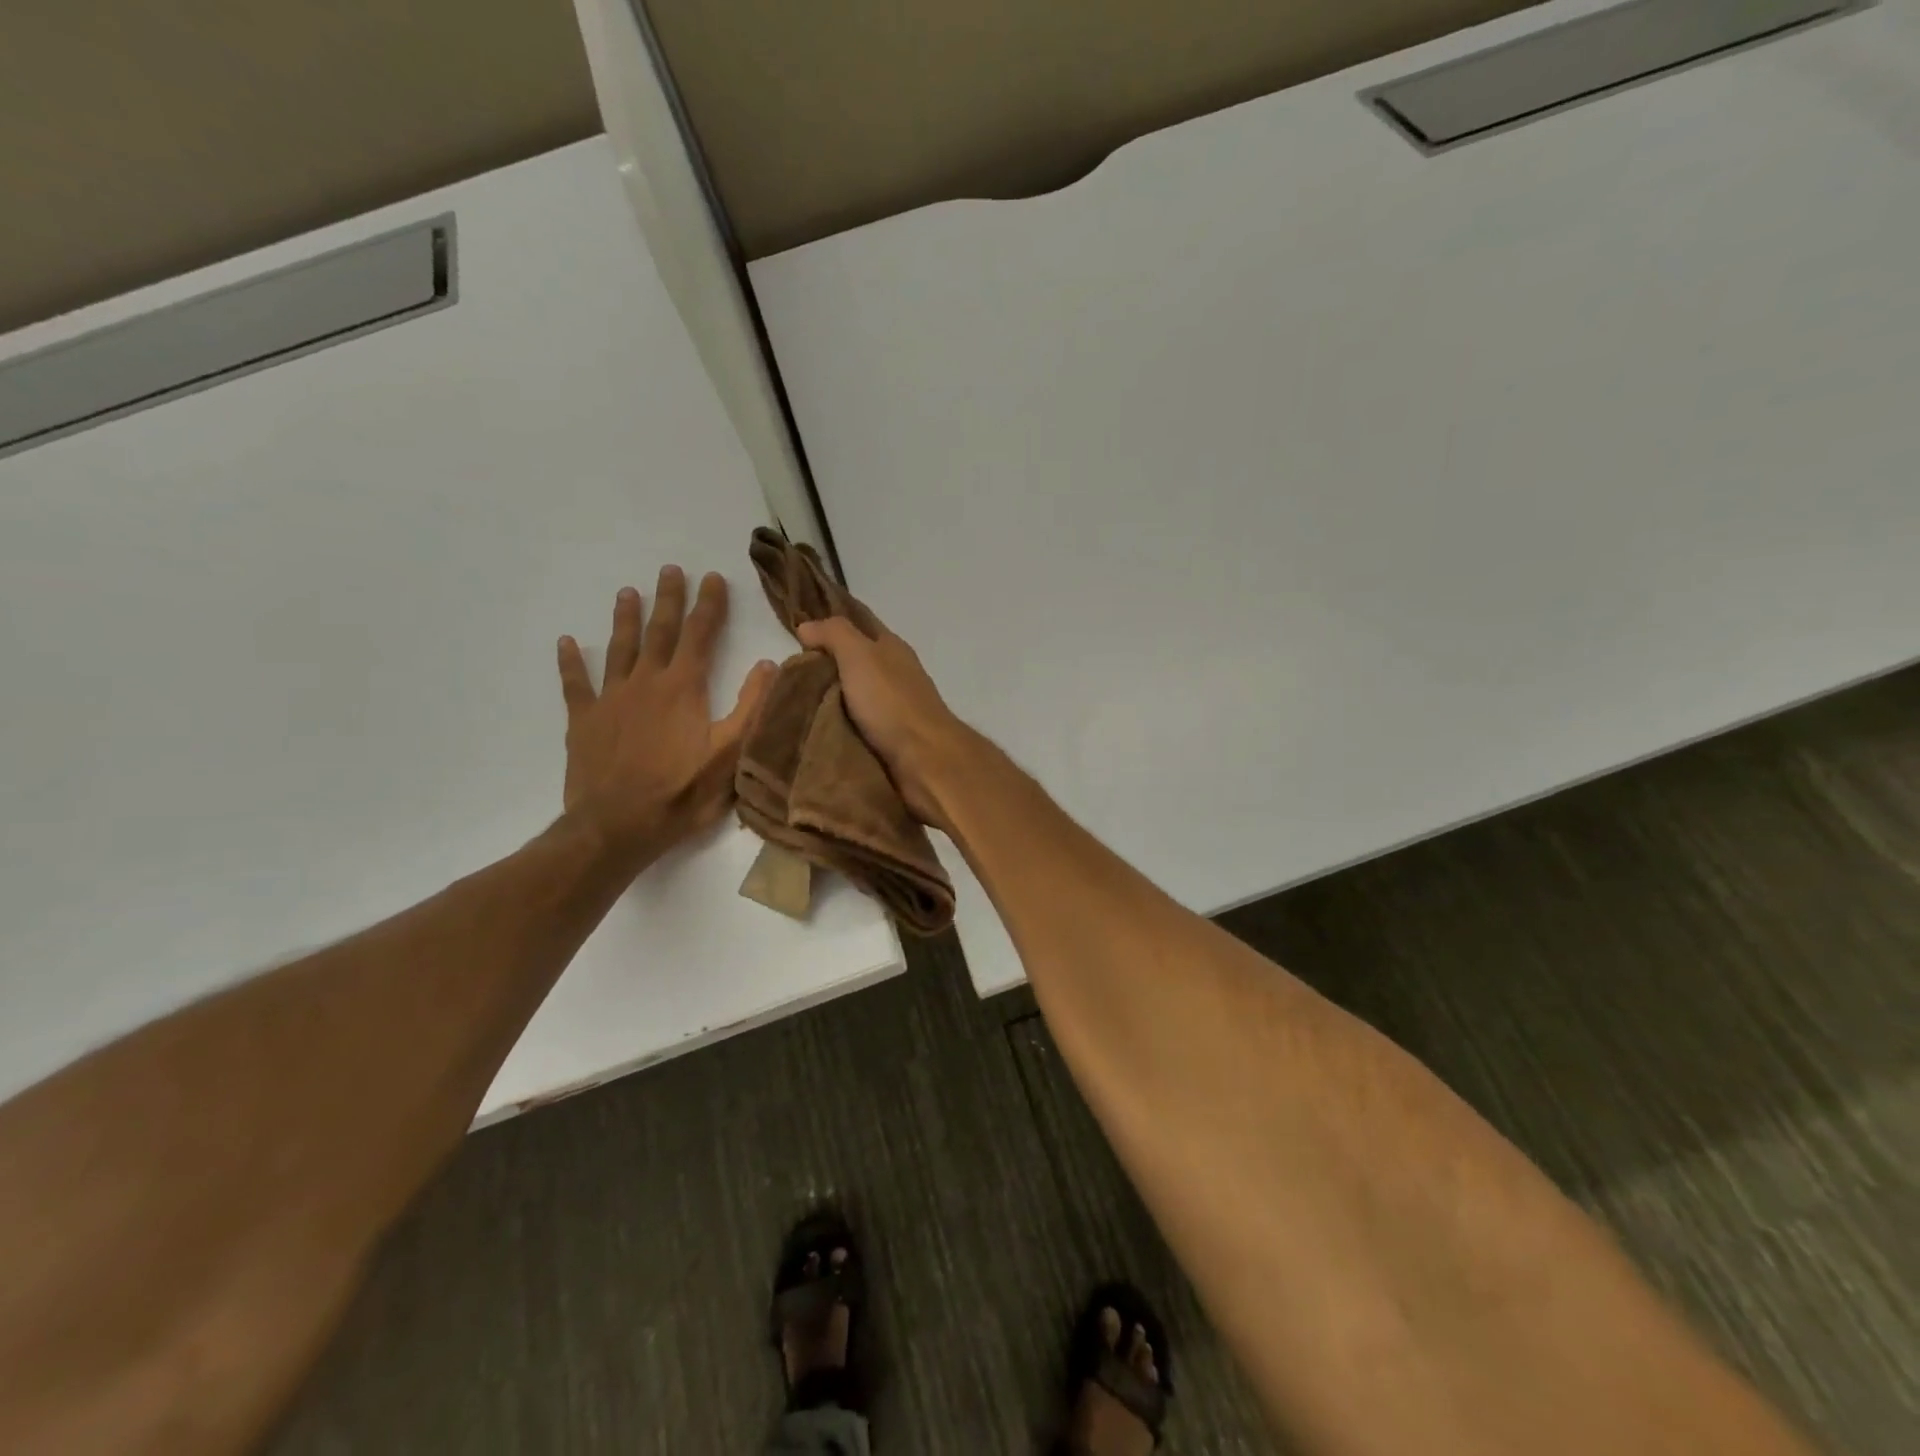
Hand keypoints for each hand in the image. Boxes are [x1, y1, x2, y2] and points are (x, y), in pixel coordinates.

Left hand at [558, 567, 775, 863]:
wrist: (617, 827)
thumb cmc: (682, 793)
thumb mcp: (731, 753)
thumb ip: (751, 706)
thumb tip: (768, 664)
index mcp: (683, 687)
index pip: (700, 634)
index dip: (708, 604)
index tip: (712, 577)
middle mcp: (645, 682)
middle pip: (659, 631)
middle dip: (668, 599)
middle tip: (670, 570)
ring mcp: (610, 699)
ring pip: (619, 648)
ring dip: (625, 619)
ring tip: (627, 592)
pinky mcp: (583, 721)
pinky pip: (575, 684)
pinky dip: (571, 662)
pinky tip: (566, 643)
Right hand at [796, 616, 975, 831]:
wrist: (924, 760)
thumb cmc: (892, 702)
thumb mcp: (860, 656)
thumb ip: (834, 634)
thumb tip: (806, 626)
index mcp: (891, 648)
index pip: (858, 625)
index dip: (829, 625)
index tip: (793, 631)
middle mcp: (894, 674)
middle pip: (852, 663)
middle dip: (821, 667)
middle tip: (782, 676)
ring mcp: (892, 708)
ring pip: (851, 696)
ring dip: (825, 700)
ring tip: (787, 706)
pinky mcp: (888, 739)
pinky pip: (854, 726)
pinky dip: (834, 726)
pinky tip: (810, 731)